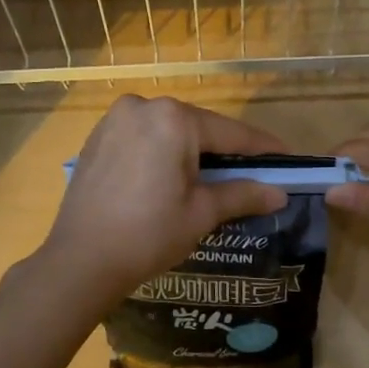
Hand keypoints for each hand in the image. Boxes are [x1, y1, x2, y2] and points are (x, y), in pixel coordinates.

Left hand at [37, 96, 289, 308]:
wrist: (80, 261)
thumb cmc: (148, 234)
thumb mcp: (201, 213)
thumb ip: (243, 194)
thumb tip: (279, 193)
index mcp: (173, 118)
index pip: (231, 133)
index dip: (263, 149)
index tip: (288, 159)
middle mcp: (144, 106)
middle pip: (198, 128)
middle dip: (225, 151)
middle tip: (253, 174)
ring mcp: (115, 119)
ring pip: (169, 132)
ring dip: (192, 151)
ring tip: (214, 178)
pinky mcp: (97, 137)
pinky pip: (143, 138)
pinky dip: (162, 153)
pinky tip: (171, 178)